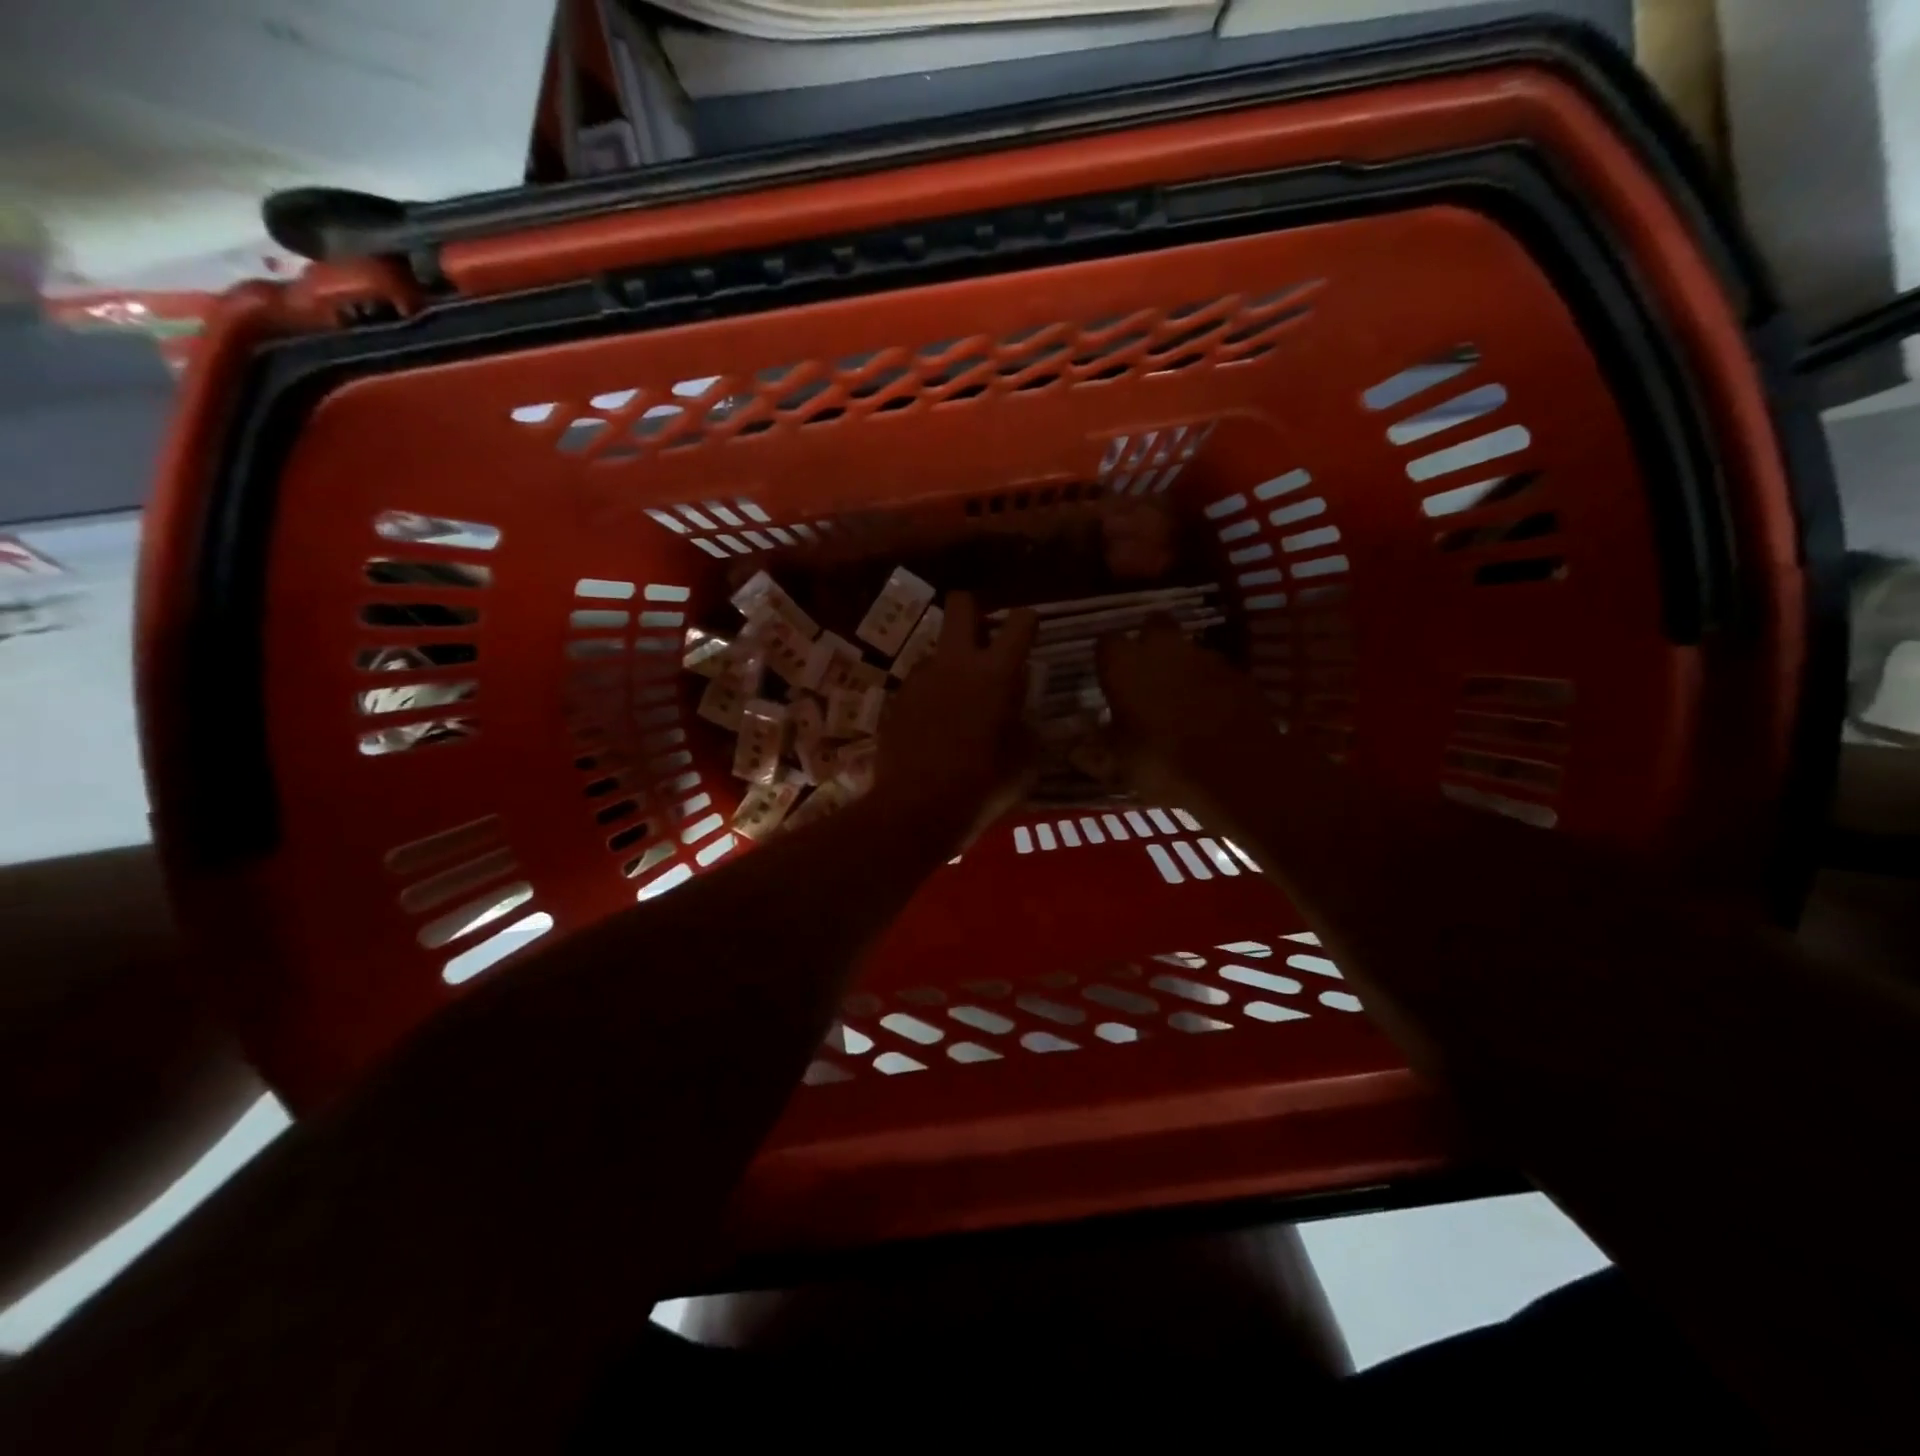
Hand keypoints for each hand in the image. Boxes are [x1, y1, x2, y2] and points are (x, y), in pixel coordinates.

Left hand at [877, 592, 1037, 844]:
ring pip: (939, 651)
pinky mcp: (896, 700)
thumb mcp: (1024, 762)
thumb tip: (1020, 717)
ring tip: (960, 707)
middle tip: (985, 639)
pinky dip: (932, 697)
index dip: (1028, 622)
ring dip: (952, 666)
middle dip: (975, 610)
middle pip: (961, 605)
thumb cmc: (980, 787)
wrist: (914, 811)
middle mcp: (954, 664)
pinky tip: (935, 730)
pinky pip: (921, 685)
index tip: (1030, 633)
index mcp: (994, 674)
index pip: (1020, 622)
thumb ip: (1026, 727)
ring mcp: (919, 679)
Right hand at [1096, 620, 1281, 808]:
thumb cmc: (1163, 762)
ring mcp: (1205, 657)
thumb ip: (1095, 752)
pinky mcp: (1238, 673)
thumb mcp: (1120, 764)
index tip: (1107, 680)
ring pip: (1187, 647)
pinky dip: (1210, 685)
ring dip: (1181, 665)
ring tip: (1178, 699)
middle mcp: (1163, 648)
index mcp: (1124, 664)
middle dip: (1148, 644)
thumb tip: (1073, 750)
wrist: (1238, 770)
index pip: (1105, 643)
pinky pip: (1215, 671)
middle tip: (1144, 676)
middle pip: (1152, 626)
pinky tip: (1210, 712)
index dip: (1107, 660)